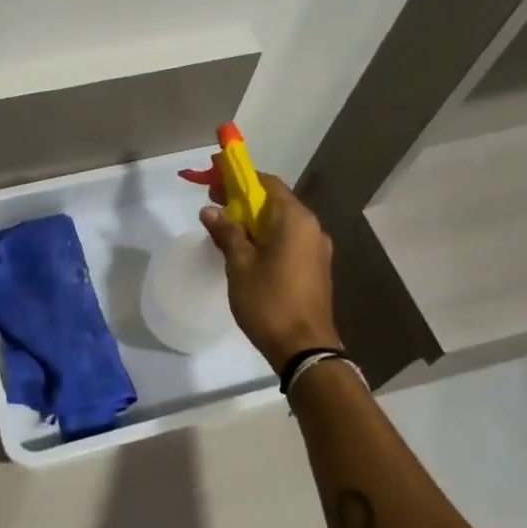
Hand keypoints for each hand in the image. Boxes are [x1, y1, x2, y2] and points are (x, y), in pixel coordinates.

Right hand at [201, 174, 341, 369]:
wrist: (304, 348)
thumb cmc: (269, 302)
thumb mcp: (240, 266)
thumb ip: (226, 233)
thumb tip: (210, 211)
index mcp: (296, 221)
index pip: (268, 183)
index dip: (240, 178)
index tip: (215, 180)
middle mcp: (312, 228)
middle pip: (275, 201)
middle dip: (244, 200)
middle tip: (214, 205)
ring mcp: (317, 249)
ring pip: (281, 222)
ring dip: (254, 220)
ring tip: (225, 229)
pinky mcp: (315, 267)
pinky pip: (288, 240)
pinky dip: (266, 237)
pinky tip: (245, 250)